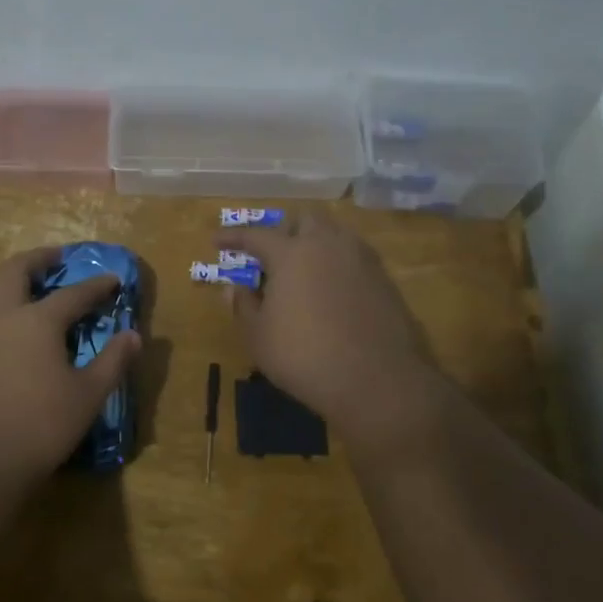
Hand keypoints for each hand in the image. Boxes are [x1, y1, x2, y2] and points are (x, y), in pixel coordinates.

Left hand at [0, 247, 140, 480]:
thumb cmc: (37, 428)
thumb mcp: (86, 397)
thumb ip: (112, 362)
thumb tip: (133, 335)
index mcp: (36, 320)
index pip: (72, 294)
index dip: (95, 286)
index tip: (112, 279)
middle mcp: (0, 316)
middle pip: (15, 271)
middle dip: (38, 259)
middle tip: (55, 258)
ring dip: (7, 282)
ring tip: (23, 291)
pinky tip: (0, 336)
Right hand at [217, 212, 449, 436]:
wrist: (379, 381)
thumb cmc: (304, 356)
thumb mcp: (259, 337)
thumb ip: (243, 306)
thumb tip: (234, 288)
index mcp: (292, 253)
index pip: (256, 234)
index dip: (234, 236)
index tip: (217, 240)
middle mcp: (328, 245)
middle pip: (305, 220)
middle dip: (285, 230)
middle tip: (271, 254)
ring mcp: (362, 260)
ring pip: (335, 235)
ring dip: (315, 243)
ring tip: (303, 271)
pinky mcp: (385, 281)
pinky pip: (355, 259)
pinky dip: (337, 265)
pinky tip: (331, 290)